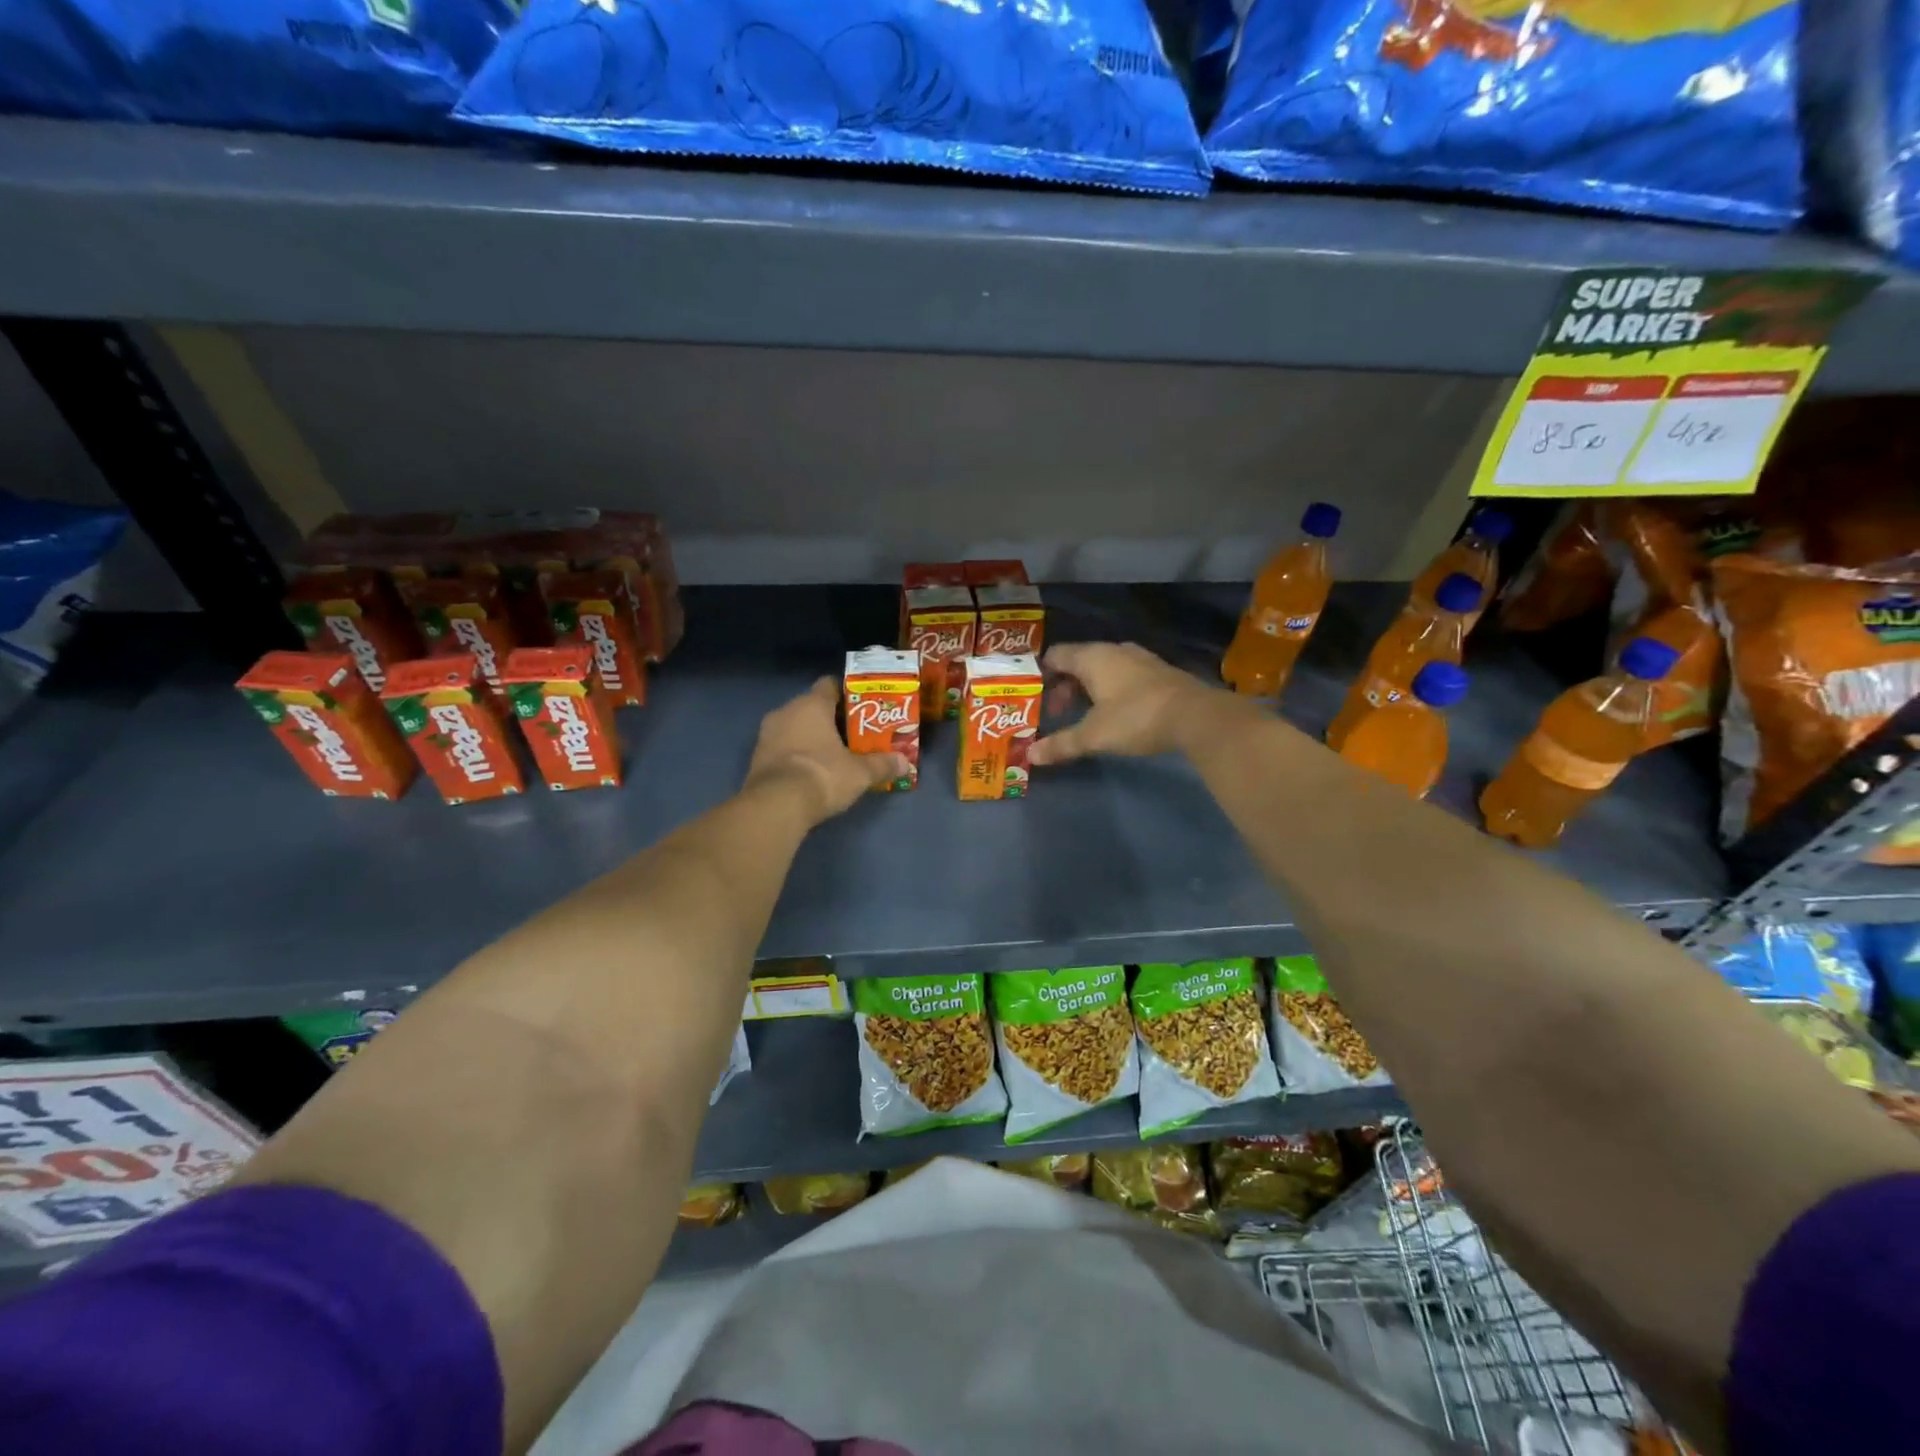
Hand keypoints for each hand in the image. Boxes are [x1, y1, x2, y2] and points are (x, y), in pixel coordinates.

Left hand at [744, 678, 905, 826]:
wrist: (776, 805)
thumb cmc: (823, 774)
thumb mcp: (860, 772)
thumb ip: (882, 764)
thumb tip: (905, 764)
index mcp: (811, 704)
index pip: (830, 685)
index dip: (847, 693)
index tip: (863, 706)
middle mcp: (785, 711)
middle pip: (812, 707)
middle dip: (832, 719)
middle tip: (854, 734)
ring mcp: (766, 734)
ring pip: (795, 727)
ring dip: (811, 737)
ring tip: (834, 754)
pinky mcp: (757, 758)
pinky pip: (782, 747)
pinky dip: (797, 754)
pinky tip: (812, 770)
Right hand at [1029, 642, 1223, 766]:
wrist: (1196, 716)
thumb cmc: (1135, 718)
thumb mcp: (1094, 735)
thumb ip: (1062, 744)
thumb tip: (1030, 756)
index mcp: (1092, 657)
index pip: (1056, 655)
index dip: (1041, 674)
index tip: (1034, 696)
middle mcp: (1114, 650)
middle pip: (1079, 662)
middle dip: (1065, 686)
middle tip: (1058, 712)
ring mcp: (1140, 659)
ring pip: (1103, 668)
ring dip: (1089, 689)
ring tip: (1084, 715)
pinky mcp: (1159, 672)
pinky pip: (1124, 675)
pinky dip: (1112, 690)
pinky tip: (1115, 712)